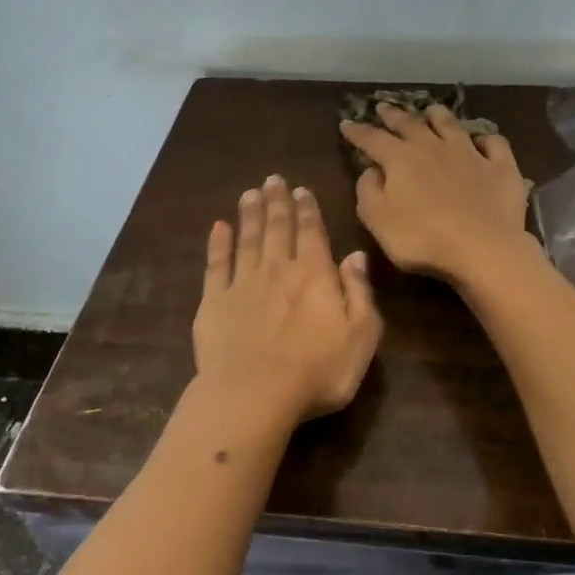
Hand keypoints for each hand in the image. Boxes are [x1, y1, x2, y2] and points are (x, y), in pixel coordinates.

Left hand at [192, 175, 382, 429]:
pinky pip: (216, 266)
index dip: (307, 210)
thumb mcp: (361, 335)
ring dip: (249, 215)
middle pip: (277, 228)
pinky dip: (217, 244)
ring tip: (249, 193)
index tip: (301, 189)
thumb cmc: (318, 370)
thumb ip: (359, 292)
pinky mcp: (213, 303)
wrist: (254, 394)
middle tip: (273, 179)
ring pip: (247, 240)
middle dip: (277, 202)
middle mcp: (278, 270)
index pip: (312, 233)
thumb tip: (356, 255)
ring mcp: (242, 285)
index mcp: (315, 275)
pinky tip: (218, 228)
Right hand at [340, 104, 535, 284]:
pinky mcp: (500, 167)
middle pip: (410, 124)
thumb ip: (368, 192)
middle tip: (384, 107)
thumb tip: (370, 170)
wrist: (483, 248)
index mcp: (400, 159)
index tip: (346, 124)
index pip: (372, 139)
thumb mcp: (379, 220)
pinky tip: (483, 141)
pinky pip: (494, 144)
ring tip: (430, 110)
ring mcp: (470, 153)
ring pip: (451, 125)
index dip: (357, 131)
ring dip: (438, 116)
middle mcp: (433, 147)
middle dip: (394, 115)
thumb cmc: (422, 239)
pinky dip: (486, 139)